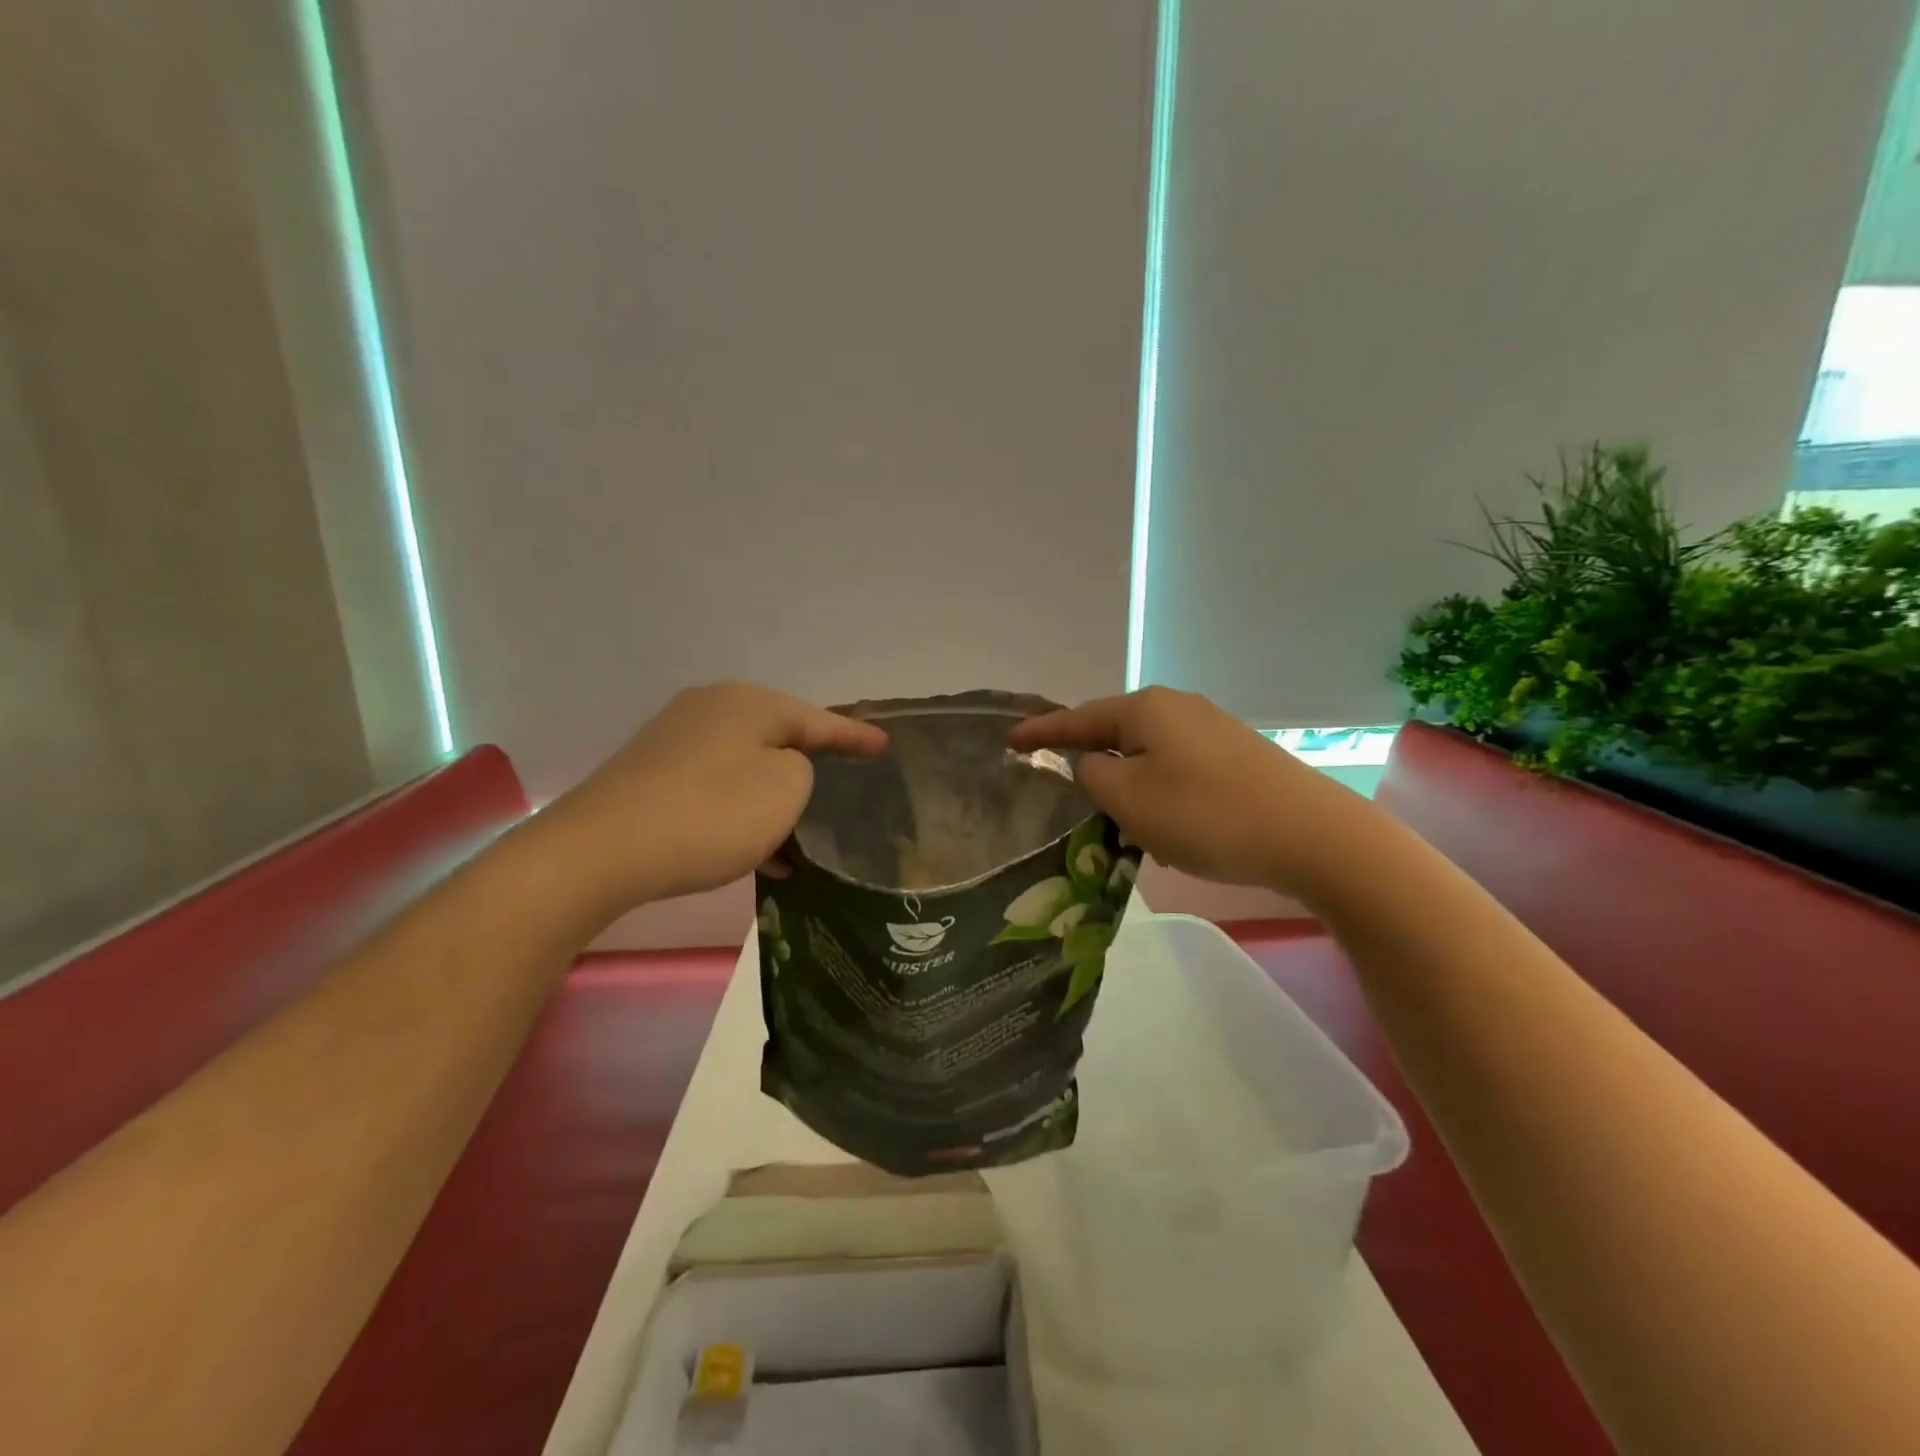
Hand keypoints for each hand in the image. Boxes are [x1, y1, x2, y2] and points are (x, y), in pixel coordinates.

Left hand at [543, 682, 887, 910]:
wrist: (600, 851)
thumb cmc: (710, 814)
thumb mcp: (785, 789)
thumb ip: (802, 769)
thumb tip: (778, 769)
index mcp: (749, 702)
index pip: (818, 719)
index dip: (855, 736)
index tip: (884, 745)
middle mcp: (710, 707)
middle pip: (778, 735)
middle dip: (811, 763)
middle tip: (843, 781)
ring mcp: (675, 738)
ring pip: (745, 764)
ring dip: (773, 796)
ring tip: (801, 830)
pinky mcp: (651, 772)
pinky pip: (715, 786)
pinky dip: (740, 811)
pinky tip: (755, 849)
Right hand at [1008, 687, 1366, 894]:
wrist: (1311, 835)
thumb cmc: (1206, 815)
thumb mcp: (1130, 801)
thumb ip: (1093, 777)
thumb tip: (1092, 764)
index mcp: (1145, 709)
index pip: (1077, 719)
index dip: (1040, 733)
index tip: (1009, 741)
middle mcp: (1177, 707)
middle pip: (1114, 731)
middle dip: (1086, 758)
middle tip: (1059, 786)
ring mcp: (1212, 728)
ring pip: (1147, 753)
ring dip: (1125, 781)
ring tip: (1110, 815)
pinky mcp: (1236, 755)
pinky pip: (1176, 767)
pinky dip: (1157, 790)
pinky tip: (1162, 820)